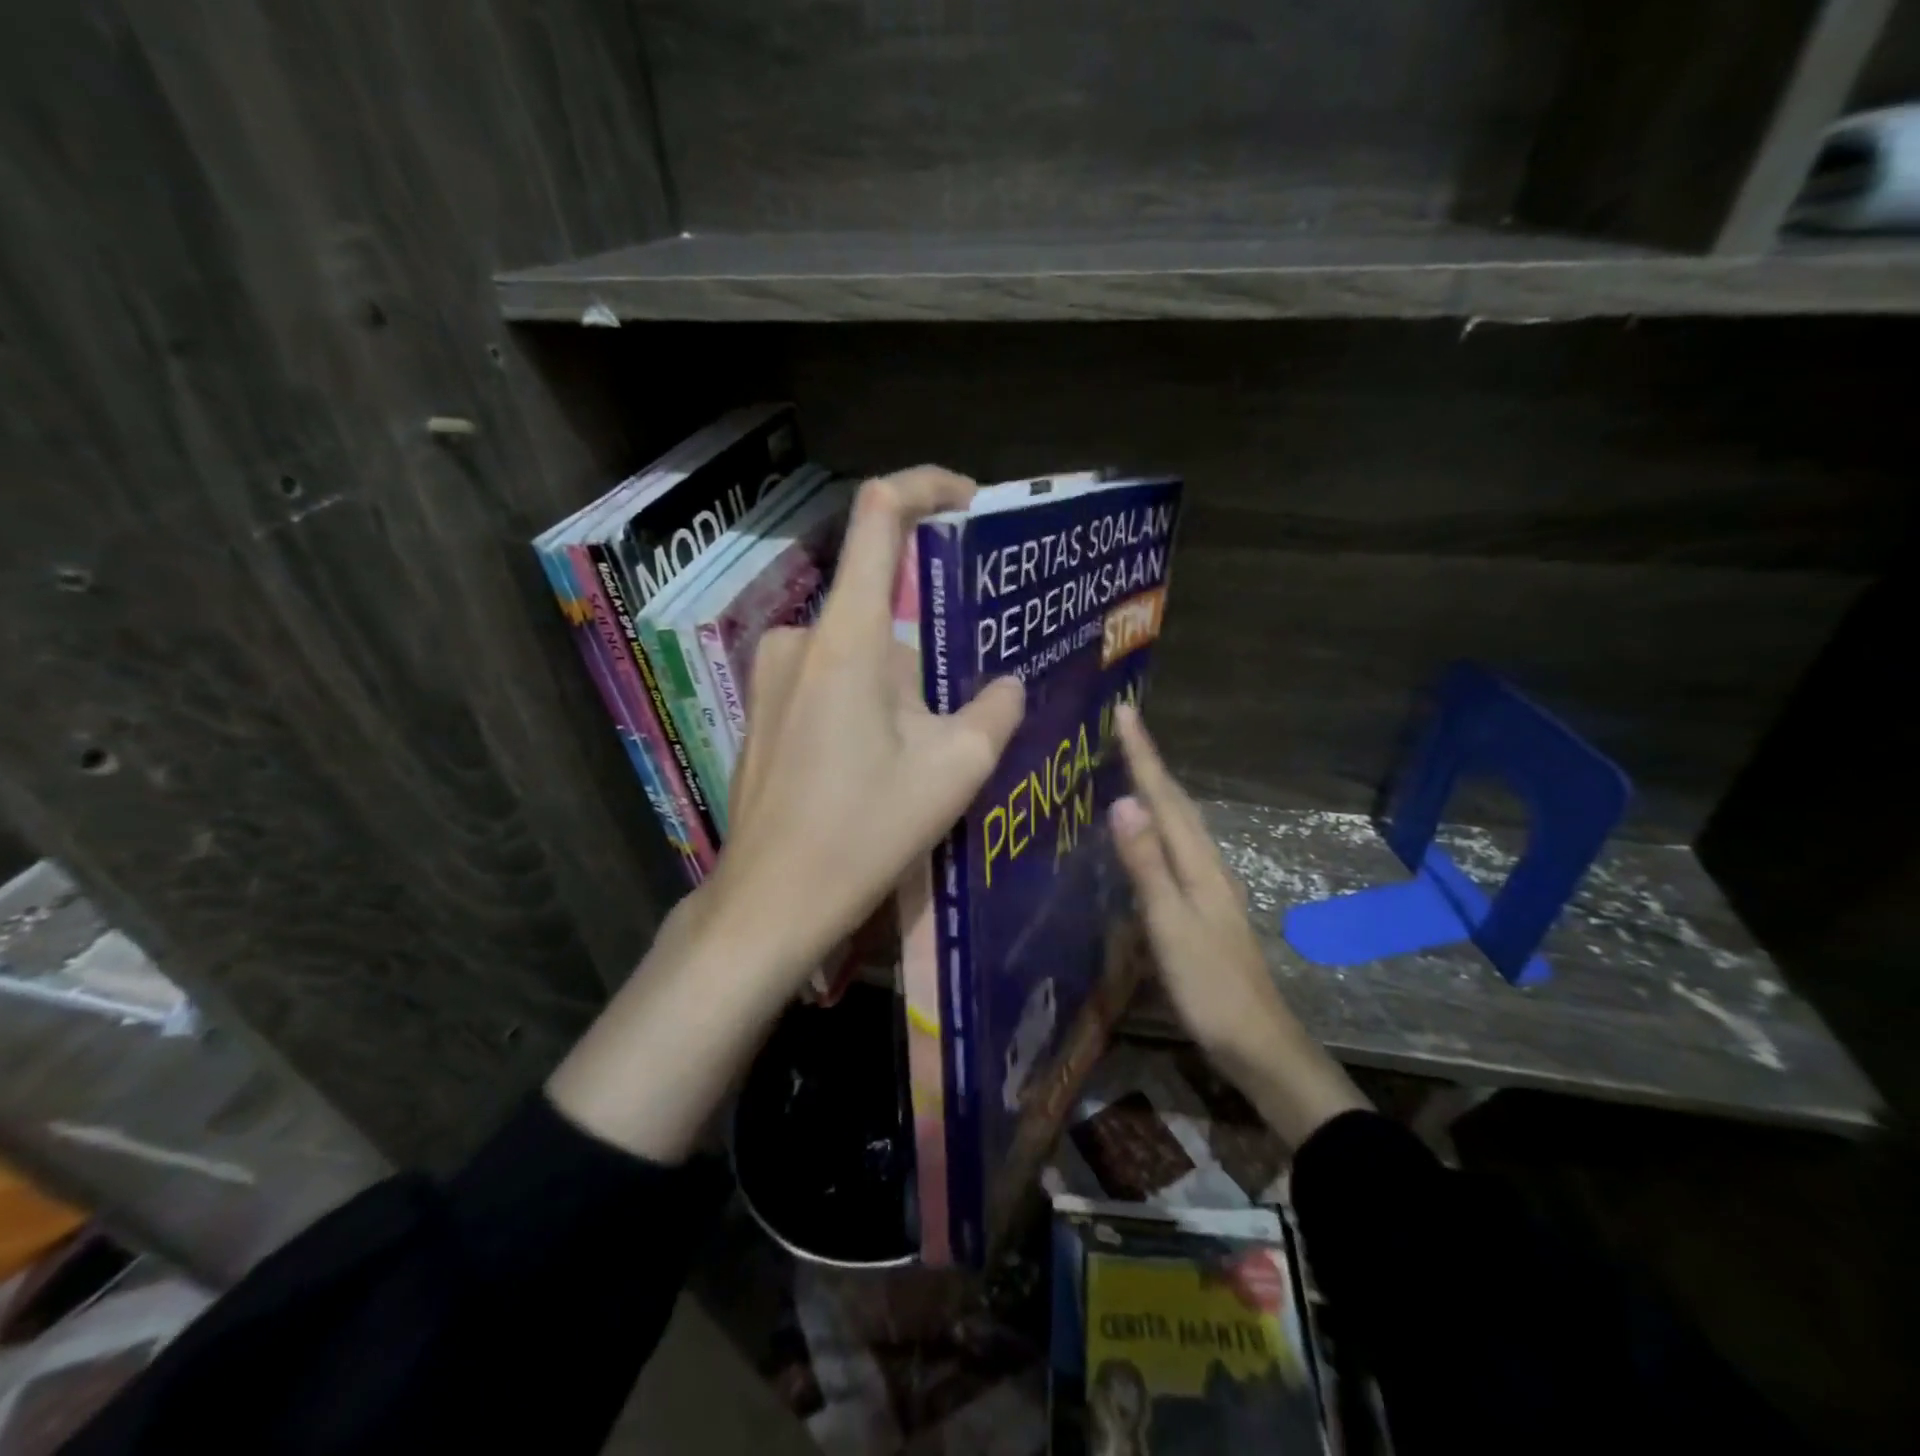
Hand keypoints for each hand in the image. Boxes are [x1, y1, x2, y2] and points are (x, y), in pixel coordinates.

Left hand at [548, 467, 1025, 1161]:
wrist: (768, 903)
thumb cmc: (862, 833)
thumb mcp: (953, 772)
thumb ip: (994, 712)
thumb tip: (1009, 685)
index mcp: (849, 637)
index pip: (879, 515)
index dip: (926, 486)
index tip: (969, 504)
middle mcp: (802, 637)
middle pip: (882, 603)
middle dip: (933, 640)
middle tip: (976, 686)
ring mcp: (773, 672)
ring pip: (861, 650)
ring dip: (903, 682)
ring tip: (935, 742)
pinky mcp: (764, 707)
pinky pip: (830, 677)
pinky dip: (869, 698)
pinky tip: (885, 760)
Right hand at [1108, 704, 1368, 1149]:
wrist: (1258, 1044)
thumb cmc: (1210, 987)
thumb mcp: (1171, 925)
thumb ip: (1147, 865)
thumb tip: (1123, 802)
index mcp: (1198, 864)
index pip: (1165, 797)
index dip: (1143, 755)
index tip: (1125, 712)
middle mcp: (1206, 865)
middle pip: (1176, 803)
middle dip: (1150, 763)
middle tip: (1123, 729)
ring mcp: (1209, 887)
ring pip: (1179, 824)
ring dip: (1156, 791)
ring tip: (1129, 768)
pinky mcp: (1204, 908)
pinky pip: (1176, 849)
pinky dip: (1159, 826)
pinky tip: (1146, 838)